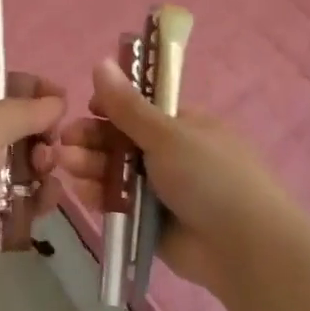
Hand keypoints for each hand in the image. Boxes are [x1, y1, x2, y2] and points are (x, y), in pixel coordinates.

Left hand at [0, 76, 65, 284]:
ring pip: (23, 171)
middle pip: (20, 132)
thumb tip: (57, 101)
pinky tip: (43, 206)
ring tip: (43, 185)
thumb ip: (26, 111)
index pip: (4, 88)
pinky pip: (18, 205)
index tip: (63, 102)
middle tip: (46, 153)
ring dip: (41, 175)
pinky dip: (32, 204)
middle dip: (42, 139)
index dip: (35, 91)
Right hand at [42, 60, 306, 293]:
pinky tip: (81, 189)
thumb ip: (127, 106)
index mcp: (183, 125)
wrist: (244, 248)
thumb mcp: (167, 135)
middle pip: (121, 140)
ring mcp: (160, 190)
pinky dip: (99, 195)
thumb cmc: (210, 177)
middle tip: (65, 140)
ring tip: (66, 163)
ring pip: (115, 171)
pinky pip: (118, 203)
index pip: (140, 108)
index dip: (112, 106)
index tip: (90, 107)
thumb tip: (100, 62)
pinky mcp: (150, 222)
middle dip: (92, 138)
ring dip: (90, 163)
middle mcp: (171, 154)